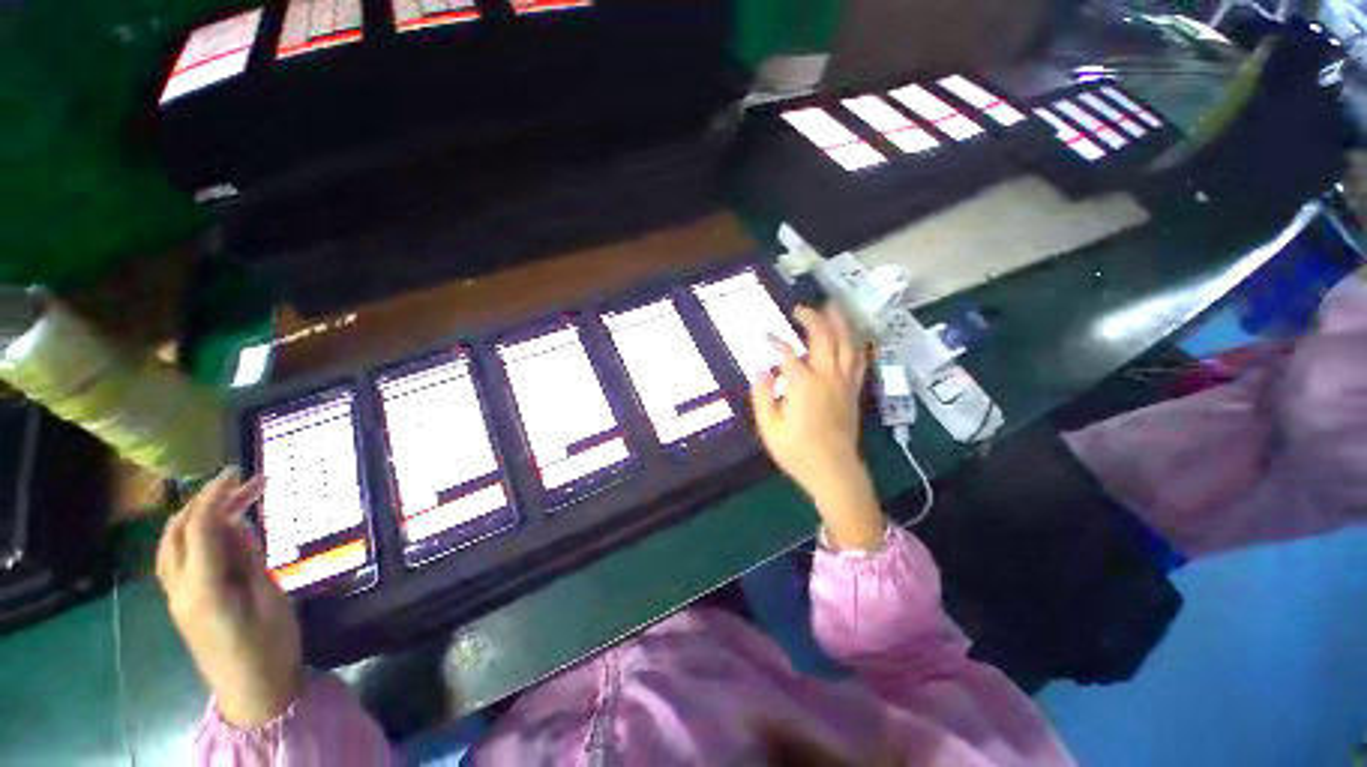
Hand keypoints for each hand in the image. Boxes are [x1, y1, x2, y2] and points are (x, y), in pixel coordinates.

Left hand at [156, 467, 303, 727]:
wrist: (253, 692)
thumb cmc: (270, 646)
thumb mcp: (270, 599)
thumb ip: (248, 560)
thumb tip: (237, 525)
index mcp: (202, 588)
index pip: (200, 528)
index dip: (216, 496)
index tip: (238, 472)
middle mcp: (179, 588)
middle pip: (179, 532)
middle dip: (206, 501)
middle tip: (243, 482)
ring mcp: (176, 597)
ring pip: (172, 544)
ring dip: (196, 515)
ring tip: (230, 499)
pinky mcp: (183, 603)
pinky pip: (177, 558)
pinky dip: (193, 535)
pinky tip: (216, 531)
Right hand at [752, 304, 884, 549]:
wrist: (834, 472)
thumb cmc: (797, 451)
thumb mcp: (769, 427)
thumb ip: (762, 394)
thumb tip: (761, 368)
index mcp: (803, 384)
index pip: (787, 353)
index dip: (775, 341)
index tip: (765, 336)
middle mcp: (827, 377)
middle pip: (824, 338)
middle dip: (812, 318)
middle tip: (800, 308)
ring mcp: (844, 383)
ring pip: (847, 343)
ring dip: (840, 322)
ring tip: (833, 306)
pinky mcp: (854, 391)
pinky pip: (859, 360)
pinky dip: (857, 344)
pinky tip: (855, 336)